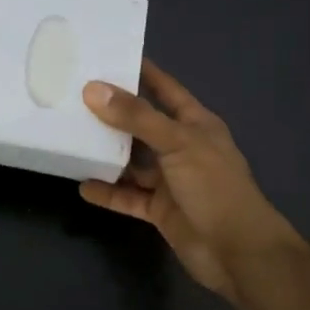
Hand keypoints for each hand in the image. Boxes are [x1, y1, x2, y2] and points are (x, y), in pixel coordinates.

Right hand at [81, 59, 300, 297]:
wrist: (239, 253)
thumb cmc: (214, 186)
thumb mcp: (177, 142)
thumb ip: (135, 117)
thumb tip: (92, 89)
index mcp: (195, 124)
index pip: (165, 88)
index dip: (141, 71)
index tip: (108, 55)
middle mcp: (181, 147)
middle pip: (141, 124)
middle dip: (112, 113)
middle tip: (74, 96)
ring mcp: (170, 180)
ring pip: (131, 161)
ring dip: (106, 153)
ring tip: (70, 137)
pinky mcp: (159, 210)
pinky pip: (127, 196)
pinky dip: (107, 192)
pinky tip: (82, 185)